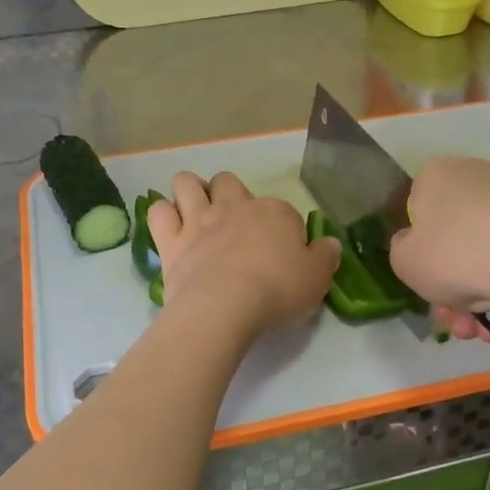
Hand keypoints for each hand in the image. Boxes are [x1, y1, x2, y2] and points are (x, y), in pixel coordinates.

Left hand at [148, 172, 339, 343]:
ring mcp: (198, 220)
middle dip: (229, 195)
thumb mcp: (317, 279)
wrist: (225, 306)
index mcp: (275, 213)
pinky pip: (158, 212)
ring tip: (195, 213)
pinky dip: (163, 215)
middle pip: (229, 182)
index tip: (283, 253)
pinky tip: (170, 228)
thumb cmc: (277, 291)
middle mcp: (235, 206)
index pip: (282, 211)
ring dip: (190, 191)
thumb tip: (330, 243)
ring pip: (187, 182)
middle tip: (233, 224)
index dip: (282, 229)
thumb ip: (325, 257)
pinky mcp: (170, 240)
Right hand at [389, 157, 489, 328]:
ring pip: (482, 255)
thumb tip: (416, 245)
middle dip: (450, 286)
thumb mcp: (403, 261)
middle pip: (453, 239)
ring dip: (474, 298)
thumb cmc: (453, 255)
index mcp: (436, 175)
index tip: (424, 279)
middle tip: (451, 319)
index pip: (417, 210)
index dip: (418, 249)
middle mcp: (476, 177)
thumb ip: (401, 250)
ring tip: (477, 331)